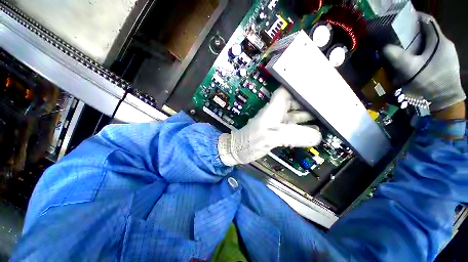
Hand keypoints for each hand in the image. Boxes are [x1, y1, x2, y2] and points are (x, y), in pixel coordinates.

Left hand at [218, 87, 321, 165]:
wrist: (239, 151)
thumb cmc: (250, 142)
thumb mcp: (269, 137)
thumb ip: (292, 135)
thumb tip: (317, 136)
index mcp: (273, 110)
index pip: (286, 91)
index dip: (300, 88)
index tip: (317, 87)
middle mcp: (276, 114)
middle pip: (295, 103)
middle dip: (310, 103)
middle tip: (330, 106)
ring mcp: (277, 124)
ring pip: (296, 117)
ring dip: (309, 117)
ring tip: (328, 119)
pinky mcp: (277, 133)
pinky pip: (293, 128)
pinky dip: (303, 129)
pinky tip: (314, 133)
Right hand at [383, 13, 465, 111]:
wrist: (445, 102)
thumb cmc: (429, 84)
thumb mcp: (409, 70)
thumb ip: (396, 56)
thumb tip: (383, 47)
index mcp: (440, 41)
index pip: (427, 20)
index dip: (414, 17)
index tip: (401, 19)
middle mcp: (445, 43)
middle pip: (428, 30)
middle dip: (413, 30)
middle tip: (398, 35)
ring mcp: (447, 53)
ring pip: (430, 40)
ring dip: (417, 41)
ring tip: (404, 47)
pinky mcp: (446, 61)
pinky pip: (433, 49)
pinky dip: (422, 49)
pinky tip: (415, 57)